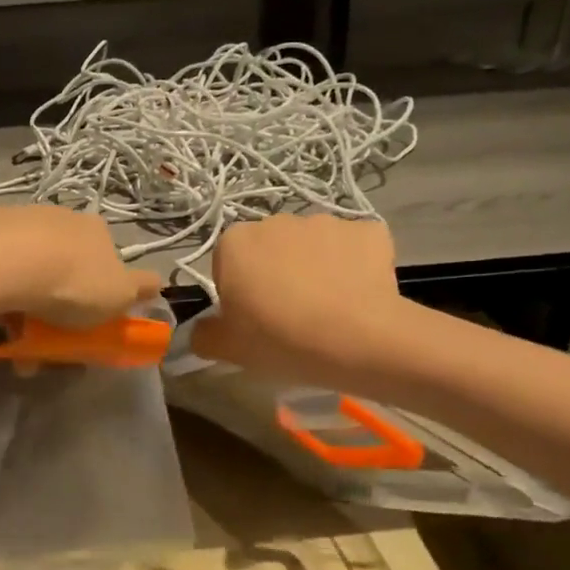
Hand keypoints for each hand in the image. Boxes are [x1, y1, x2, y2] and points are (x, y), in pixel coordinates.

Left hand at [0, 204, 161, 326]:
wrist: (5, 263)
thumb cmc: (71, 284)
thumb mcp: (119, 295)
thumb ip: (140, 288)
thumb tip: (157, 282)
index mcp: (93, 230)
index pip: (102, 257)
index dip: (94, 287)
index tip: (82, 318)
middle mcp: (58, 215)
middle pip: (59, 258)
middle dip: (51, 295)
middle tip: (38, 333)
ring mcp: (17, 215)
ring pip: (21, 258)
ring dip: (17, 289)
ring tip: (4, 328)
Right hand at [191, 214, 407, 385]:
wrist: (358, 338)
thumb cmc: (280, 339)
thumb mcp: (228, 349)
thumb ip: (204, 335)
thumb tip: (202, 329)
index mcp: (235, 242)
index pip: (227, 263)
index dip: (239, 291)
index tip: (253, 319)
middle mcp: (277, 221)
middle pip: (270, 249)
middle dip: (277, 272)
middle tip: (290, 315)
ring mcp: (325, 221)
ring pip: (313, 246)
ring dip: (316, 267)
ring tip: (330, 309)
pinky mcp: (367, 230)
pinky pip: (355, 247)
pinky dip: (355, 266)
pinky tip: (359, 296)